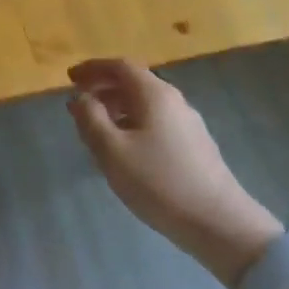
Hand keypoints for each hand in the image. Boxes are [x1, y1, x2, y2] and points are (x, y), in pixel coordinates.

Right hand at [67, 59, 282, 288]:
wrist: (218, 221)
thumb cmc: (158, 181)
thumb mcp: (112, 151)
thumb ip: (91, 119)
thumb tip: (81, 98)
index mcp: (154, 94)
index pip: (120, 66)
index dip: (93, 68)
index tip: (70, 78)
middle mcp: (173, 101)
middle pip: (134, 82)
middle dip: (103, 87)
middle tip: (79, 102)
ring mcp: (187, 123)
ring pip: (145, 103)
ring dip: (117, 107)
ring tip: (96, 127)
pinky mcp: (194, 145)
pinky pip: (155, 121)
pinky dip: (132, 122)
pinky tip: (124, 148)